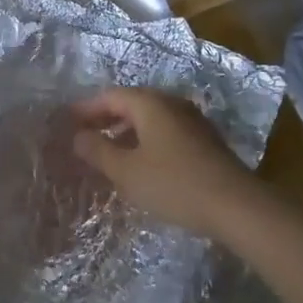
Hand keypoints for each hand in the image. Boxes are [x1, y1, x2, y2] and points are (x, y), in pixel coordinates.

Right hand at [70, 87, 261, 235]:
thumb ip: (97, 151)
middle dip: (105, 118)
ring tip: (107, 151)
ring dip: (125, 131)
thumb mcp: (126, 171)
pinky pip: (164, 133)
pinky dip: (144, 141)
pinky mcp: (204, 142)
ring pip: (149, 119)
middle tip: (83, 135)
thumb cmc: (173, 183)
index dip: (86, 108)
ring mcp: (192, 122)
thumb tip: (77, 137)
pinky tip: (139, 163)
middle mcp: (171, 104)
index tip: (66, 121)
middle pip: (131, 104)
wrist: (236, 206)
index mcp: (150, 103)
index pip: (109, 96)